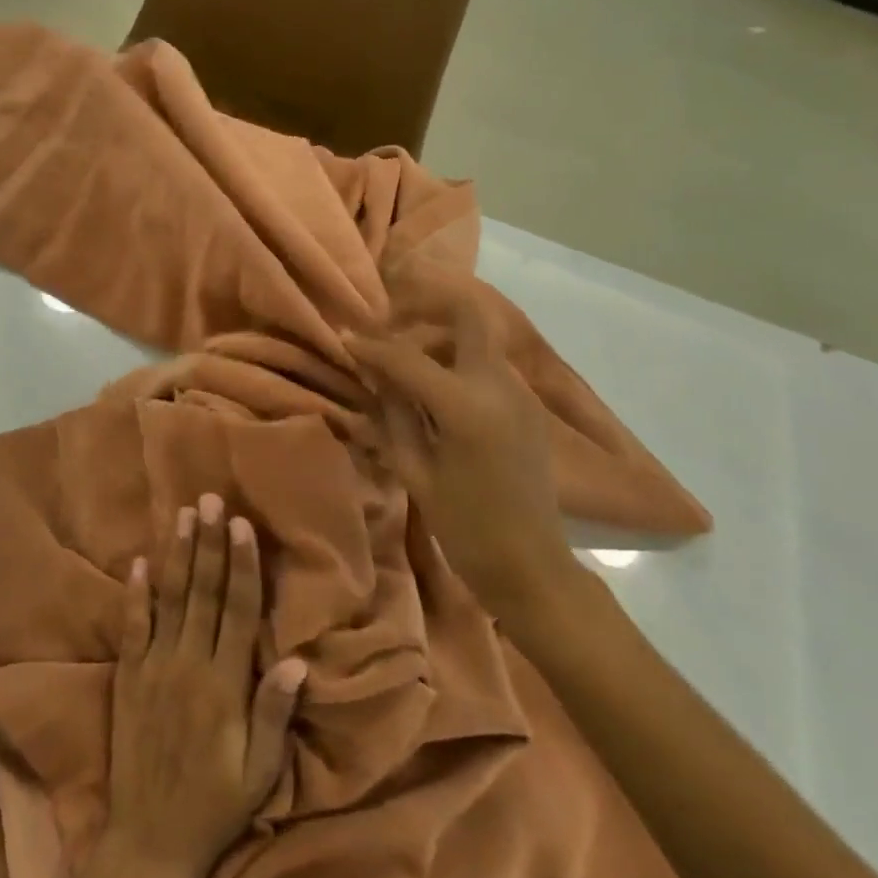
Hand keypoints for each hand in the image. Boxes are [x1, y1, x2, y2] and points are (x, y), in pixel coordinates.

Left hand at [105, 493, 306, 877]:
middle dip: (209, 543)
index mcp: (224, 684)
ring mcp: (154, 668)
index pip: (237, 610)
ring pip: (168, 599)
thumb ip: (275, 714)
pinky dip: (135, 593)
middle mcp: (188, 665)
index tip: (242, 524)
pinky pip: (132, 627)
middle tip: (210, 499)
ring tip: (182, 513)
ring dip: (177, 553)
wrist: (149, 841)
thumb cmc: (215, 803)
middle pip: (202, 592)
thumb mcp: (259, 772)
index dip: (241, 564)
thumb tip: (297, 660)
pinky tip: (139, 561)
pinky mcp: (128, 677)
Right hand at [347, 266, 580, 618]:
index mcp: (467, 406)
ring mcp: (520, 392)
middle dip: (426, 310)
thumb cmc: (466, 528)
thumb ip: (394, 414)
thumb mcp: (416, 472)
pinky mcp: (528, 405)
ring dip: (440, 339)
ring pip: (477, 338)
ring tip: (407, 365)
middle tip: (392, 328)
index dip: (371, 346)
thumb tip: (375, 375)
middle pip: (467, 315)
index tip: (345, 336)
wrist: (532, 567)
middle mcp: (499, 385)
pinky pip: (487, 365)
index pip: (408, 357)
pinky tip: (435, 391)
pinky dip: (457, 362)